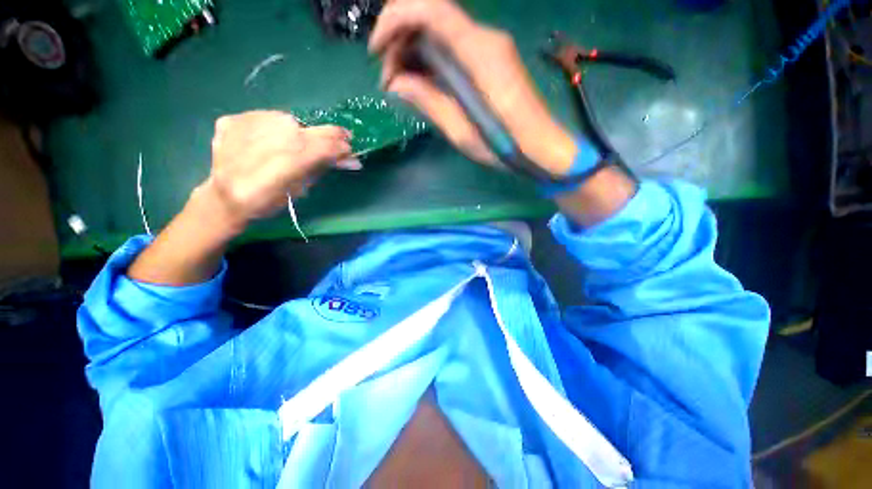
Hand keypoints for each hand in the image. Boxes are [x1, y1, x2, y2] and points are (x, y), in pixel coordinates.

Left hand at [201, 110, 356, 232]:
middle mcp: (276, 129)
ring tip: (282, 150)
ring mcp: (252, 120)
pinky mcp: (235, 117)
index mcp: (296, 153)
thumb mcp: (303, 187)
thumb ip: (325, 166)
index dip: (342, 144)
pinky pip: (263, 119)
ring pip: (286, 121)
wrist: (223, 198)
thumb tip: (354, 161)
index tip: (346, 150)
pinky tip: (260, 145)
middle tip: (312, 154)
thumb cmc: (269, 201)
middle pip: (309, 128)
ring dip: (292, 134)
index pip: (330, 139)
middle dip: (317, 140)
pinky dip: (269, 131)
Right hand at [369, 0, 576, 175]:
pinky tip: (421, 83)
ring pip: (439, 31)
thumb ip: (429, 102)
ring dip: (413, 52)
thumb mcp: (461, 132)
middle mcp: (485, 39)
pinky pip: (452, 47)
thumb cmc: (504, 146)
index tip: (376, 52)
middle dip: (400, 41)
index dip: (394, 20)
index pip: (430, 10)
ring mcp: (489, 47)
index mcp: (479, 55)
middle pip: (431, 16)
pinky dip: (430, 59)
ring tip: (401, 86)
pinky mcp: (490, 58)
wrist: (539, 146)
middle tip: (389, 81)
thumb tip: (397, 83)